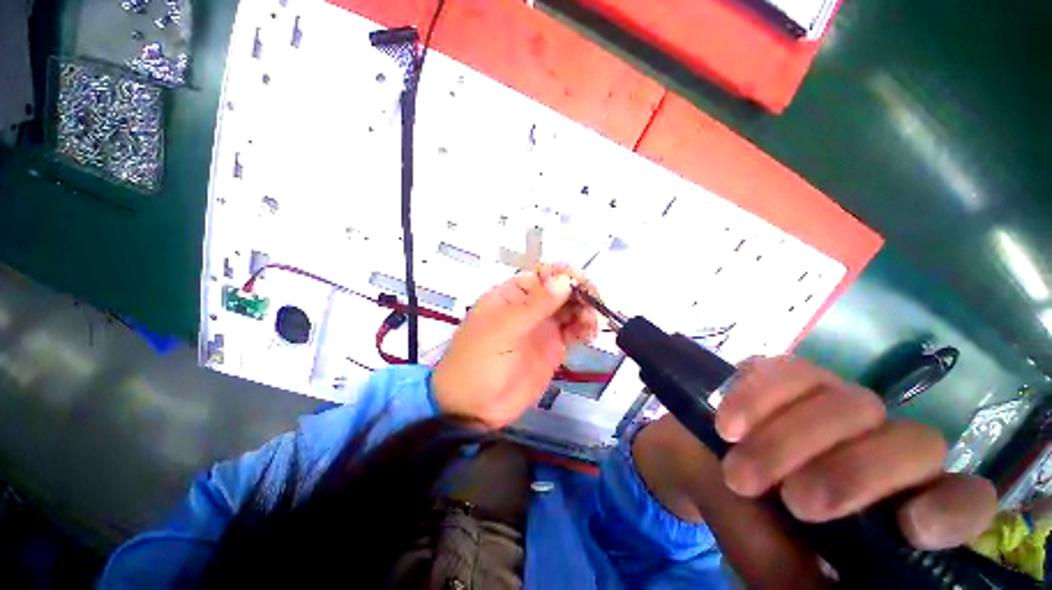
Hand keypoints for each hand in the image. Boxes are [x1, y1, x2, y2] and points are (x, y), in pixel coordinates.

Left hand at [433, 264, 597, 427]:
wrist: (474, 408)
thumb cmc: (478, 362)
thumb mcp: (502, 330)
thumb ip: (534, 306)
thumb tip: (564, 280)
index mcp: (513, 294)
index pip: (545, 275)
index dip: (566, 276)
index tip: (584, 287)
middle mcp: (531, 306)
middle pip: (562, 290)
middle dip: (581, 294)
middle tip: (596, 306)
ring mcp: (543, 326)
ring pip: (572, 308)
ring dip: (586, 311)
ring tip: (590, 325)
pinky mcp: (553, 347)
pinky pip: (574, 330)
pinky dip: (585, 328)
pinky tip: (588, 335)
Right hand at [634, 356, 996, 587]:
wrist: (701, 465)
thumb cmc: (750, 525)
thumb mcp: (781, 572)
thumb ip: (818, 586)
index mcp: (896, 503)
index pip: (963, 498)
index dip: (952, 508)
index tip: (908, 526)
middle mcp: (882, 445)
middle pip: (912, 443)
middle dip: (853, 474)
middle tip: (794, 502)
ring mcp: (836, 401)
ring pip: (848, 402)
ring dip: (788, 441)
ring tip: (739, 473)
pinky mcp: (789, 374)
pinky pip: (785, 372)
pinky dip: (754, 400)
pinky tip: (727, 427)